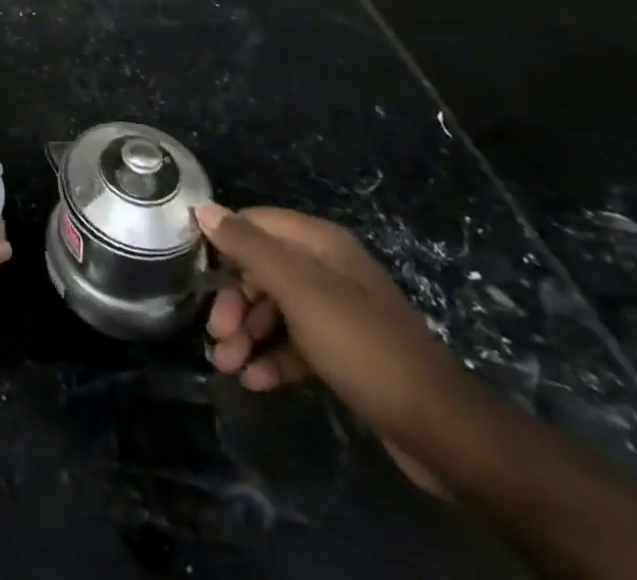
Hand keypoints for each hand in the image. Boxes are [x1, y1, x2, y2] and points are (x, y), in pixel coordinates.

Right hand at [198, 204, 484, 495]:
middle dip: (234, 301)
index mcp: (319, 242)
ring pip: (276, 309)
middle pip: (262, 269)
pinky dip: (273, 358)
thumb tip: (203, 208)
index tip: (195, 273)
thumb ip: (248, 246)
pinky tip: (255, 381)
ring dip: (248, 334)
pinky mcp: (344, 351)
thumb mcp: (298, 290)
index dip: (223, 243)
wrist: (441, 429)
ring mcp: (337, 310)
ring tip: (227, 365)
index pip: (254, 223)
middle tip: (216, 335)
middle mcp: (327, 268)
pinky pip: (296, 343)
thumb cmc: (360, 344)